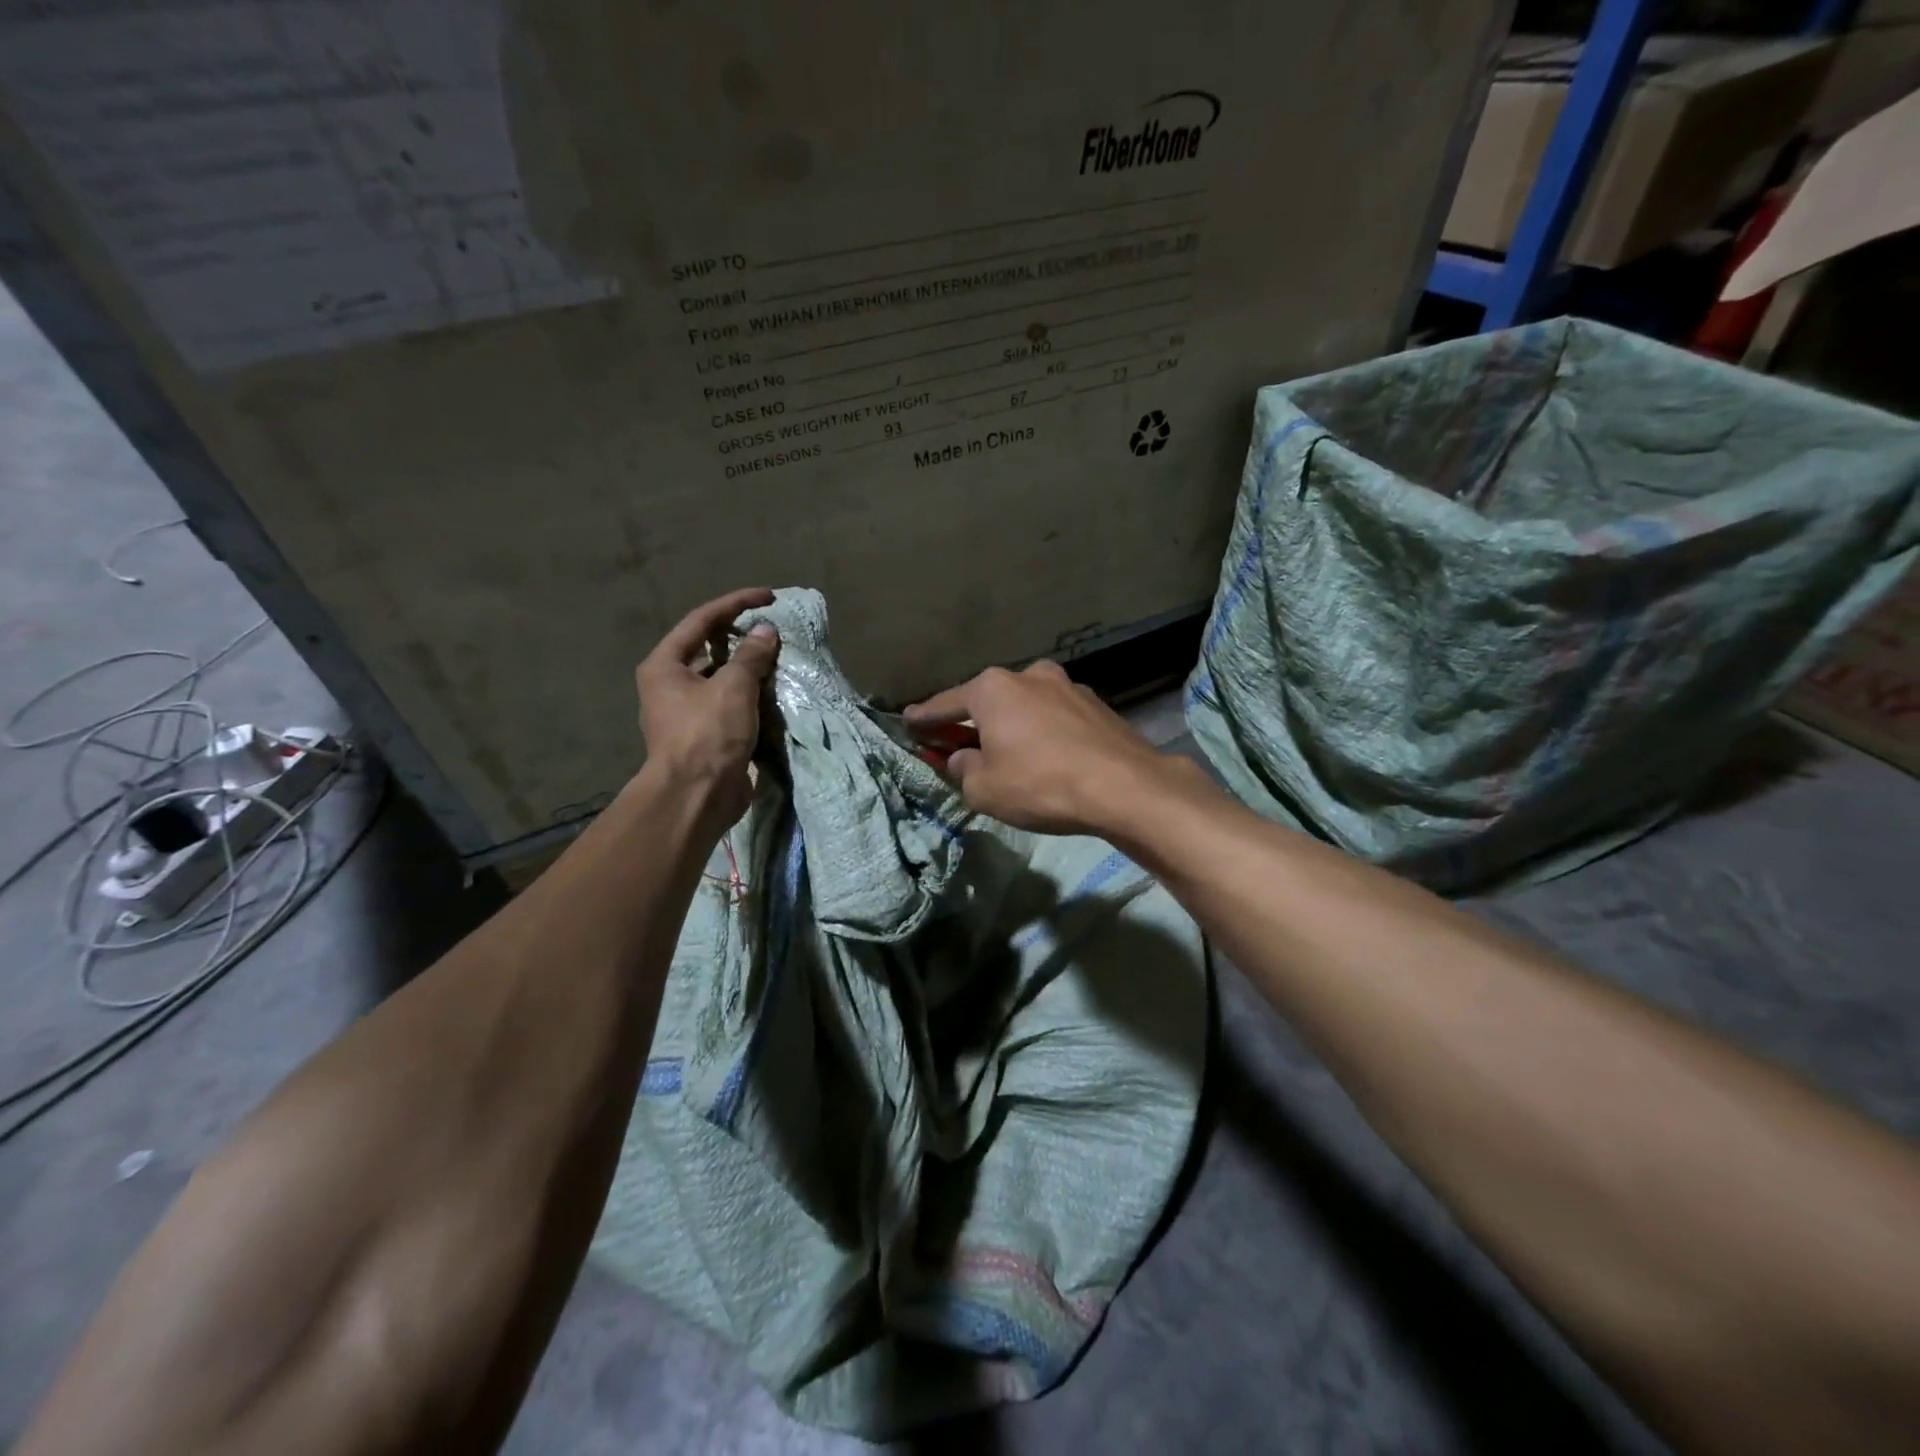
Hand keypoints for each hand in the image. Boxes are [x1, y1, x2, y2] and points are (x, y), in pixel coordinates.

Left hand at [635, 587, 779, 833]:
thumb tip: (765, 631)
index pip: (702, 620)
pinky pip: (730, 704)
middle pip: (709, 648)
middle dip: (742, 637)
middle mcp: (670, 684)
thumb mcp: (733, 687)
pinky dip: (751, 695)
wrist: (697, 796)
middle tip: (774, 629)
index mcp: (664, 665)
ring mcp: (687, 712)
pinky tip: (774, 692)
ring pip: (722, 678)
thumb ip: (751, 656)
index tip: (769, 597)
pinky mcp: (706, 735)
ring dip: (749, 668)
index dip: (736, 603)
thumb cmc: (708, 734)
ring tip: (780, 659)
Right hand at [905, 659, 1186, 835]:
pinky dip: (1041, 731)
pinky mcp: (1095, 703)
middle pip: (986, 701)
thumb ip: (961, 770)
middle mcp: (1027, 675)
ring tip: (1008, 753)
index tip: (907, 723)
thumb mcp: (983, 789)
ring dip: (1010, 725)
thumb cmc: (1040, 784)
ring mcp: (1066, 685)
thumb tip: (961, 759)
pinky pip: (1053, 716)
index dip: (923, 718)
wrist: (1124, 786)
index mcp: (992, 689)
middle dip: (970, 722)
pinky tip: (1046, 755)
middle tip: (957, 745)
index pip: (944, 704)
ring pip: (1024, 706)